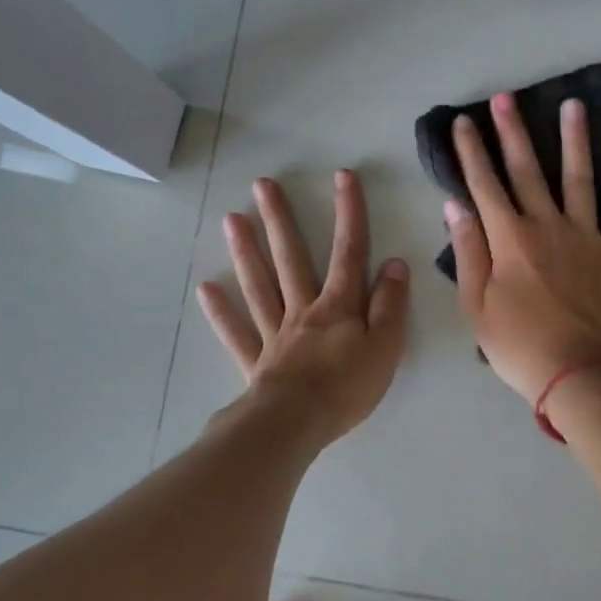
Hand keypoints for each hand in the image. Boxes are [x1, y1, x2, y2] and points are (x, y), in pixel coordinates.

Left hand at [198, 171, 409, 444]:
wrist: (297, 424)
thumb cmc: (347, 387)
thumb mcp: (386, 346)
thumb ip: (390, 305)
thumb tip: (394, 263)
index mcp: (338, 306)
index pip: (349, 252)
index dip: (348, 213)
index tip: (342, 176)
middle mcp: (303, 310)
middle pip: (291, 259)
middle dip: (280, 220)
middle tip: (262, 185)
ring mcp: (275, 334)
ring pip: (259, 286)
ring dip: (246, 252)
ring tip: (231, 219)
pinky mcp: (256, 361)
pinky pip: (237, 332)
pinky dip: (221, 311)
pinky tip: (206, 288)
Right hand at [445, 93, 600, 402]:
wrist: (579, 373)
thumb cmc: (519, 345)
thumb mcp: (476, 306)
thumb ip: (467, 251)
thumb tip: (455, 205)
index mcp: (508, 238)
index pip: (483, 185)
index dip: (470, 152)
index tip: (462, 122)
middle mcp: (546, 225)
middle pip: (526, 170)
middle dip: (512, 131)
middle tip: (505, 96)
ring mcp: (586, 235)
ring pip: (578, 177)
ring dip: (574, 139)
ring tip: (573, 104)